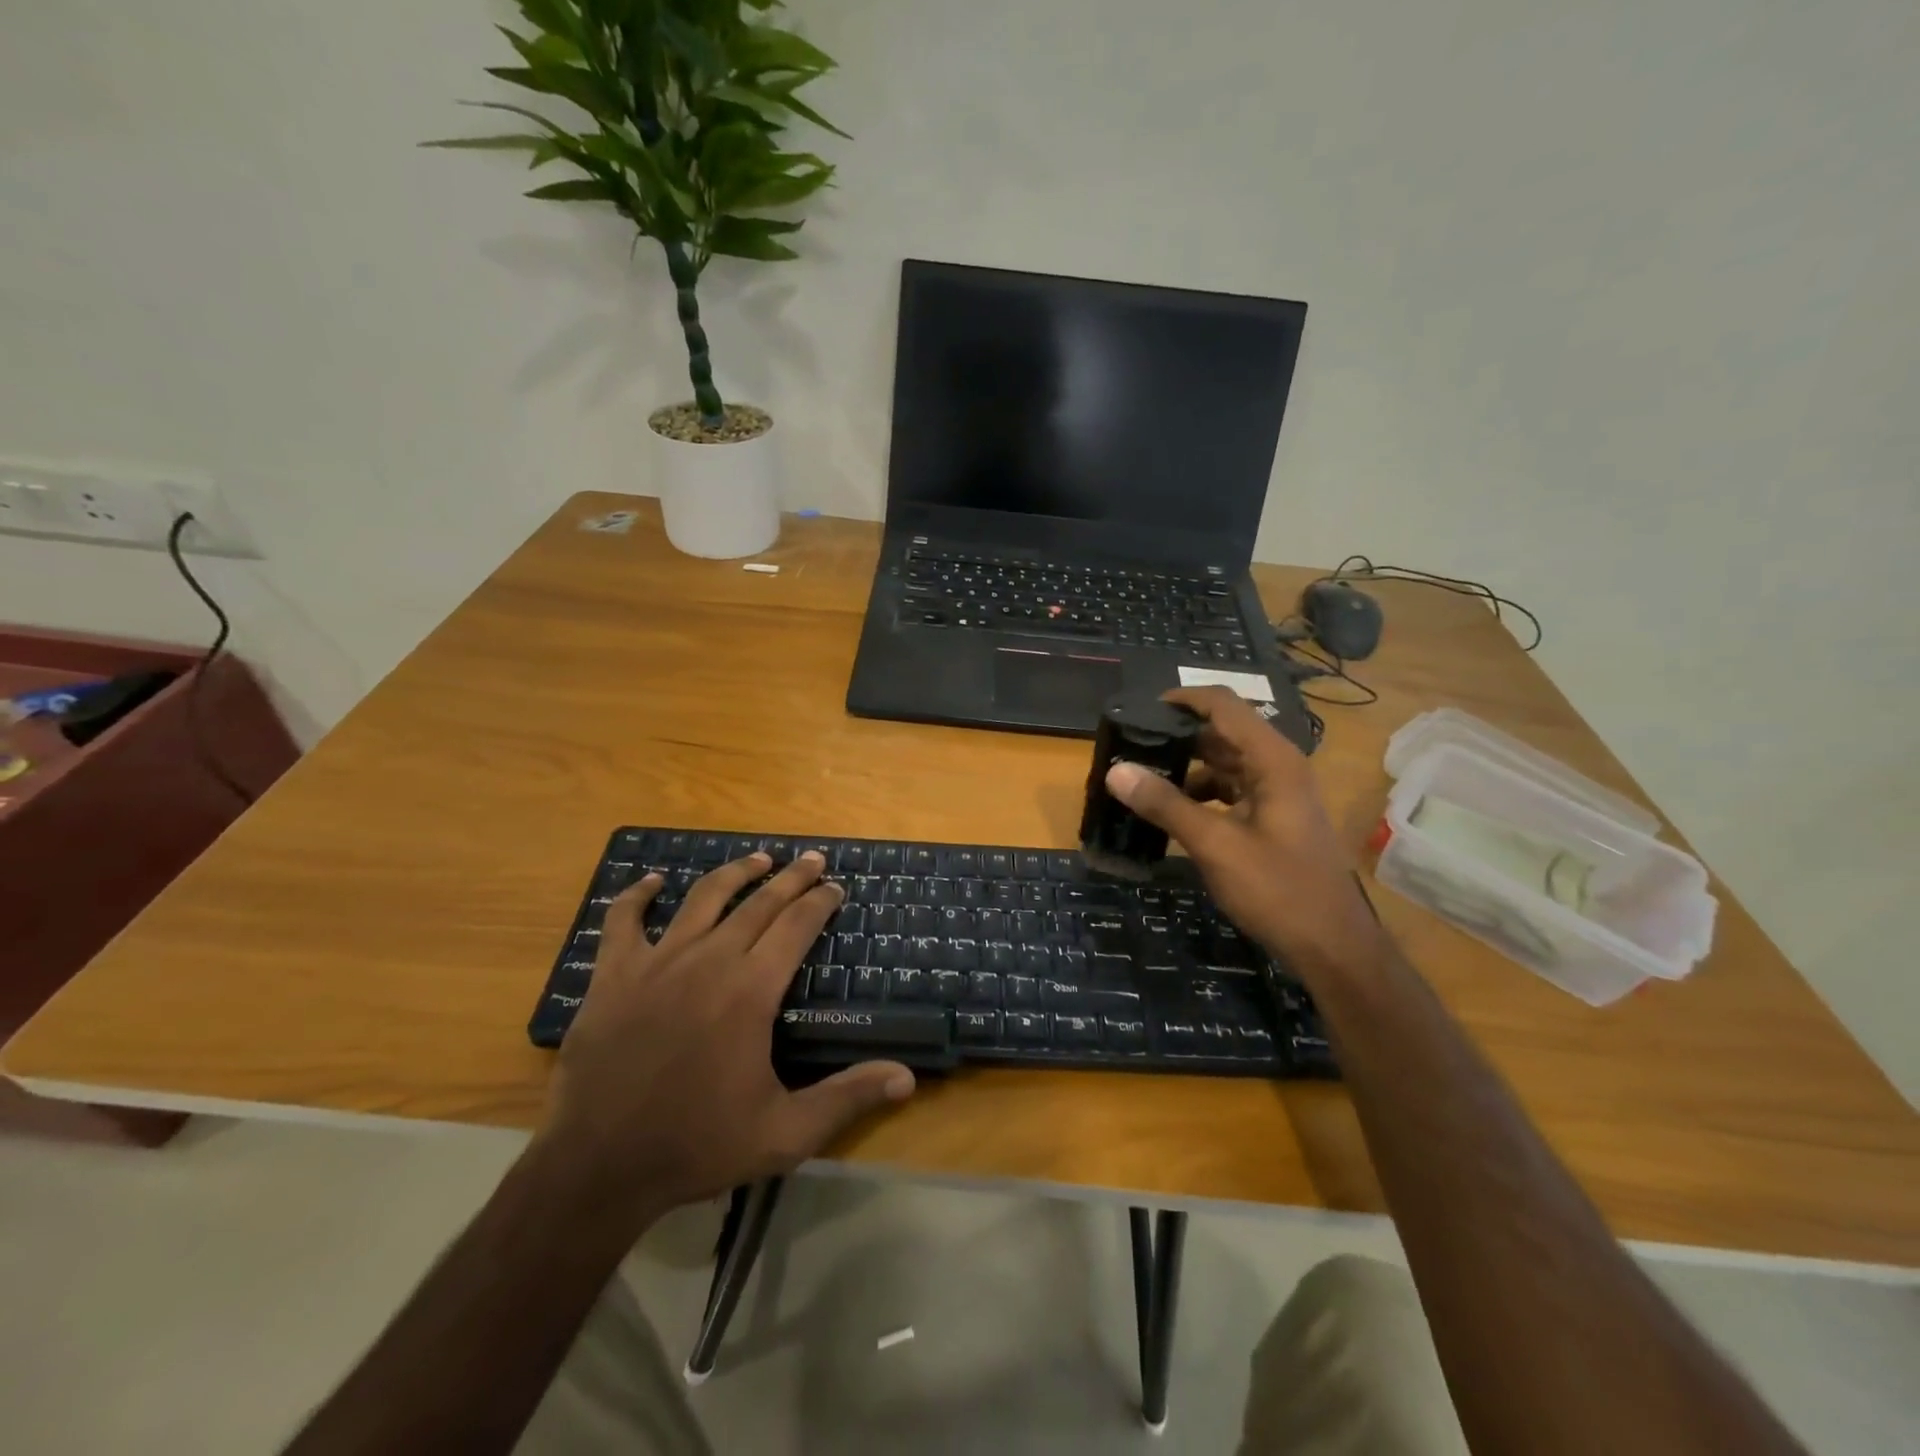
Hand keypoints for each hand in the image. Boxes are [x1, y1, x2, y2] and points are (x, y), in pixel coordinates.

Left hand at [535, 851, 914, 1228]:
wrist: (599, 1168)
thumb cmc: (698, 1145)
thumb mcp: (785, 1133)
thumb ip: (847, 1098)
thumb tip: (907, 1077)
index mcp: (750, 990)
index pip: (796, 926)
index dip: (820, 901)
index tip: (836, 886)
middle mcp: (709, 960)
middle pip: (758, 903)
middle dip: (791, 878)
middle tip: (812, 859)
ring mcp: (657, 962)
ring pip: (703, 898)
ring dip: (735, 873)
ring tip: (758, 859)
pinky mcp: (613, 975)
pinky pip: (623, 921)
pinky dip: (638, 896)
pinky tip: (653, 882)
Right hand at [1104, 687, 1386, 971]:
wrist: (1331, 945)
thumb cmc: (1278, 889)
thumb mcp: (1215, 845)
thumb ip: (1165, 804)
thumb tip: (1116, 771)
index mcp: (1272, 760)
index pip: (1223, 706)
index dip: (1182, 700)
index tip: (1140, 711)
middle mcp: (1278, 766)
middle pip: (1222, 732)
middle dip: (1177, 736)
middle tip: (1131, 747)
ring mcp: (1278, 792)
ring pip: (1224, 763)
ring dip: (1186, 767)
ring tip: (1142, 778)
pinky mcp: (1273, 817)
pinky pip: (1230, 790)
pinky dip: (1200, 793)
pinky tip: (1172, 810)